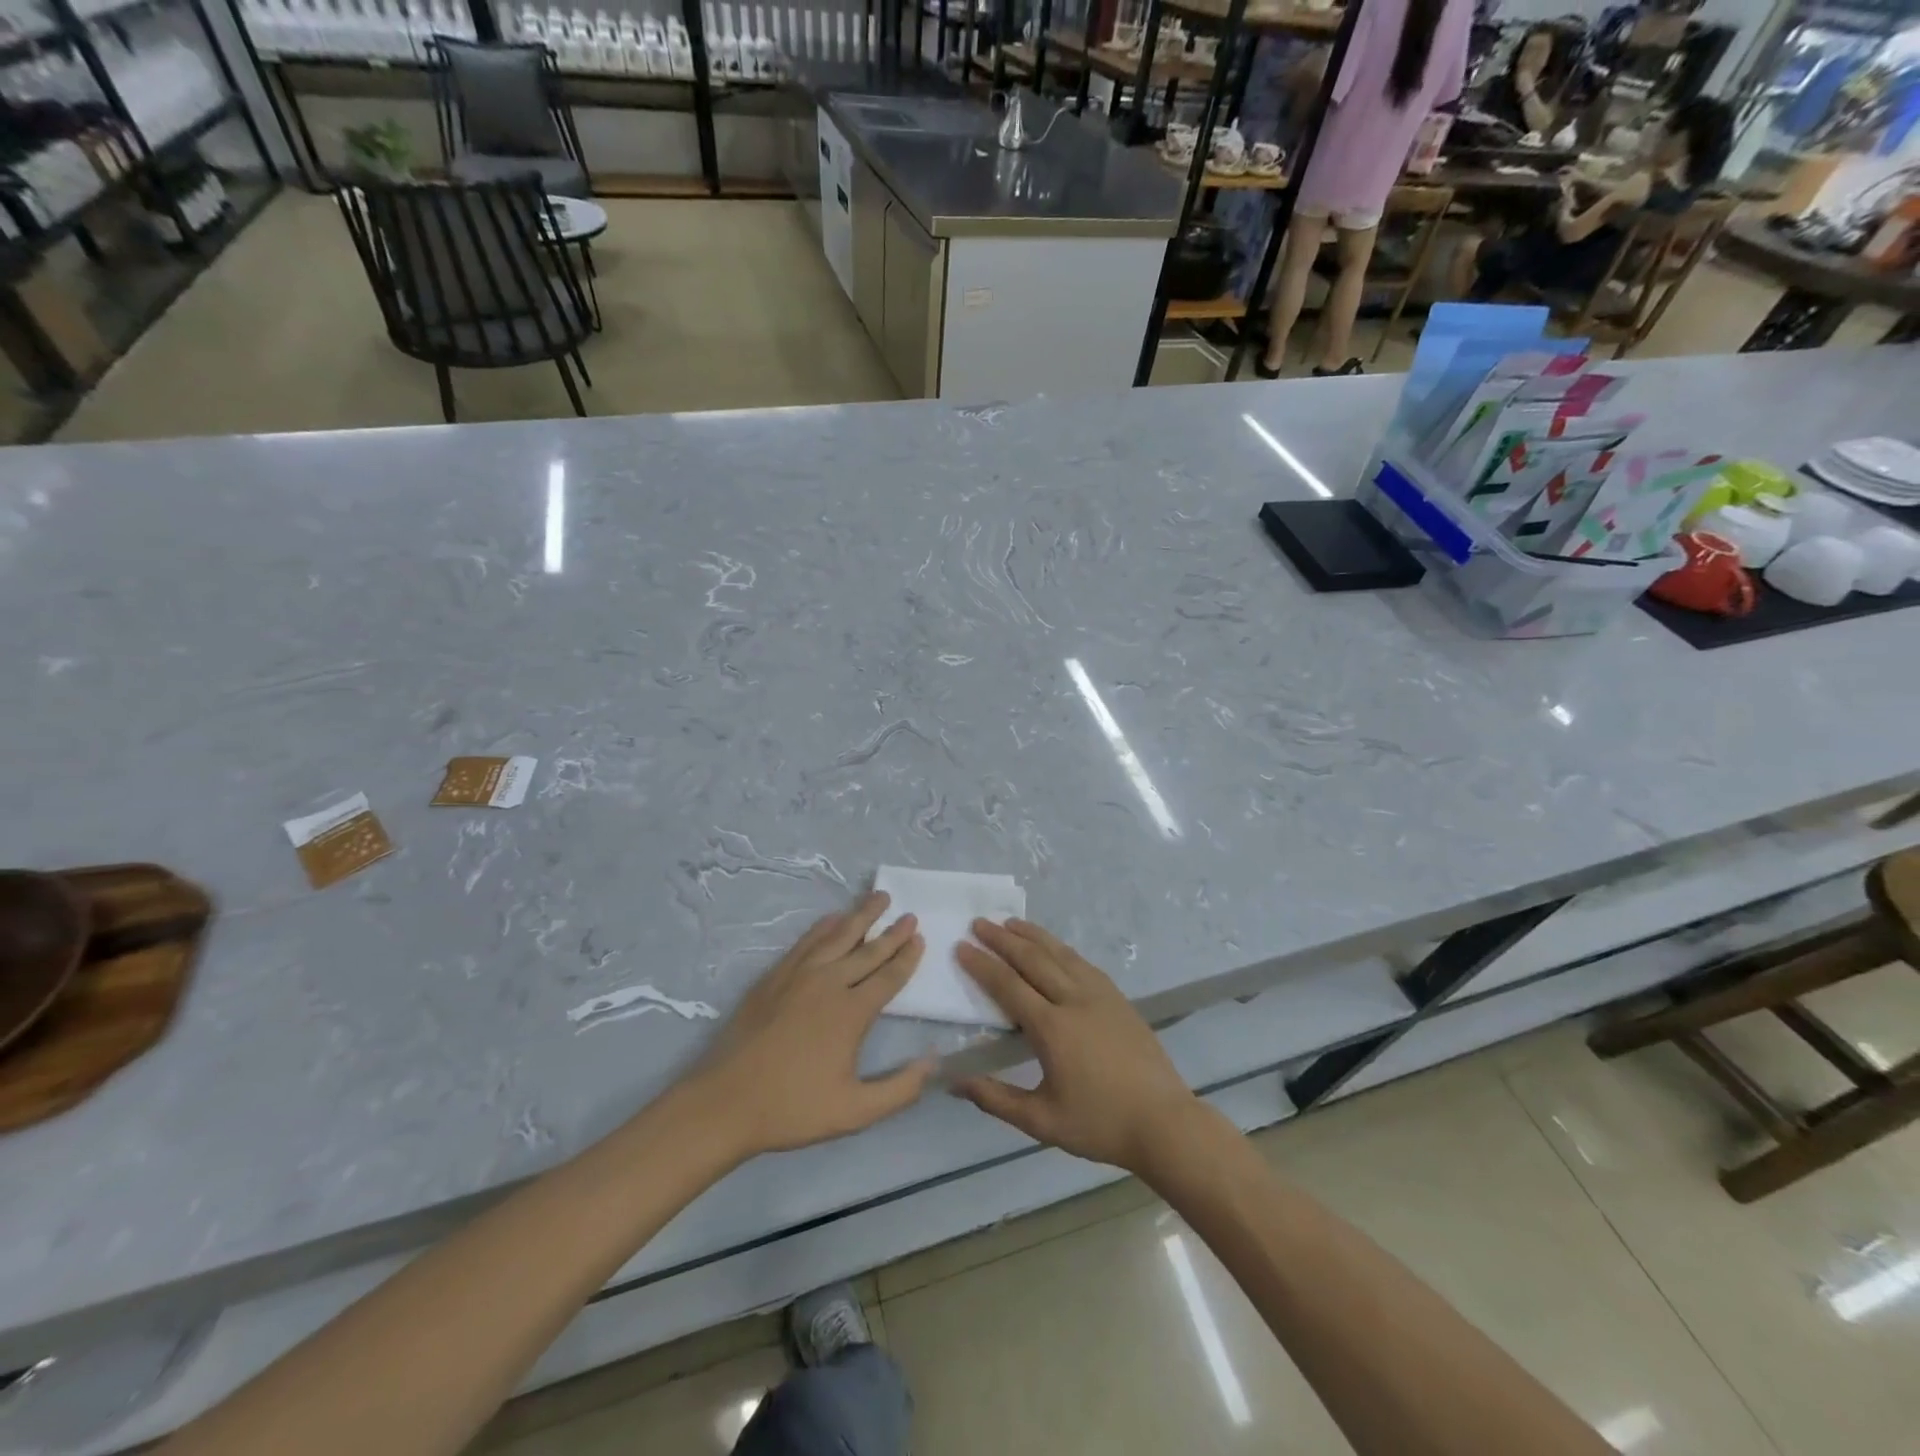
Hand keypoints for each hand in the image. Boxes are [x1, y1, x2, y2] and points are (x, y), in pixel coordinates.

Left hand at [683, 892, 931, 1158]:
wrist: (724, 1102)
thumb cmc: (792, 1108)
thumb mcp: (854, 1112)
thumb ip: (899, 1090)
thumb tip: (933, 1062)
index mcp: (851, 1012)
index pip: (888, 977)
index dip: (906, 958)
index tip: (920, 938)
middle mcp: (829, 983)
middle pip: (867, 950)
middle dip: (891, 932)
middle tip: (909, 915)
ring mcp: (799, 975)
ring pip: (837, 936)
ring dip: (860, 916)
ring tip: (879, 898)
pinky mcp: (774, 976)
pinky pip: (806, 942)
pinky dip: (824, 926)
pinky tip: (833, 918)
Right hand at [955, 920, 1200, 1175]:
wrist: (1164, 1122)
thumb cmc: (1100, 1124)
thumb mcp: (1041, 1121)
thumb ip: (995, 1099)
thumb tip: (953, 1083)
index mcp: (1052, 1028)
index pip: (1008, 986)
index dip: (982, 965)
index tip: (961, 946)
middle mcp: (1074, 1000)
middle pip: (1032, 959)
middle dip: (1002, 939)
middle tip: (979, 922)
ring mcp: (1100, 994)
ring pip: (1059, 954)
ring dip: (1032, 935)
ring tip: (1010, 922)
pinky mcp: (1117, 997)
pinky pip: (1082, 962)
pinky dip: (1060, 948)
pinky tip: (1053, 946)